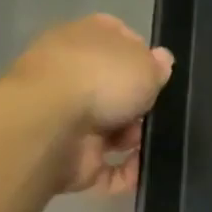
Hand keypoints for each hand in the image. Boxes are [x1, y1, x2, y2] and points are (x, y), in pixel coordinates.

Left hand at [8, 14, 175, 193]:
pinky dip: (127, 173)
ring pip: (113, 130)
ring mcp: (68, 118)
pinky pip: (109, 168)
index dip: (140, 53)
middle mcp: (72, 75)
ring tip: (144, 142)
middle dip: (139, 105)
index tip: (159, 72)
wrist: (50, 125)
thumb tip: (161, 60)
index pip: (116, 38)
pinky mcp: (70, 156)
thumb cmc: (100, 80)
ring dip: (134, 139)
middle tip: (157, 111)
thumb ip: (157, 66)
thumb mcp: (144, 63)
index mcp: (84, 40)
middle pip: (116, 89)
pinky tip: (143, 170)